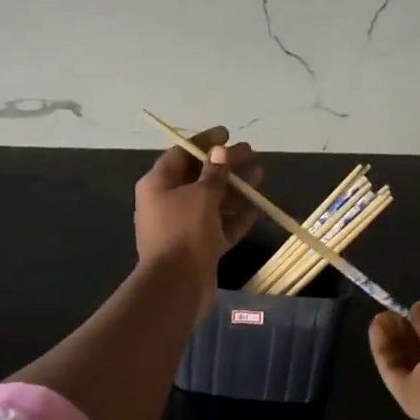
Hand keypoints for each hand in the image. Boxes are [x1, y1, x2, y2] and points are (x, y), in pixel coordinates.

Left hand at [134, 126, 261, 299]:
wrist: (176, 285)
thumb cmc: (184, 232)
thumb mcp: (201, 196)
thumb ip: (213, 173)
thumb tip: (220, 152)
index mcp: (158, 184)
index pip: (181, 154)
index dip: (204, 142)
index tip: (227, 133)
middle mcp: (168, 202)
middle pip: (199, 176)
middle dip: (225, 165)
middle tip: (252, 153)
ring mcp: (184, 226)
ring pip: (212, 201)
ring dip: (235, 188)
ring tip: (261, 175)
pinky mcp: (199, 247)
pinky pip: (220, 225)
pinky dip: (237, 216)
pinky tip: (258, 206)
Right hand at [369, 302, 419, 419]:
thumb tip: (418, 309)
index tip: (412, 310)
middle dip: (406, 333)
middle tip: (390, 315)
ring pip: (406, 363)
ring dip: (392, 339)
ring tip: (379, 317)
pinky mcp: (409, 399)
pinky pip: (394, 371)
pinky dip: (383, 350)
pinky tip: (376, 327)